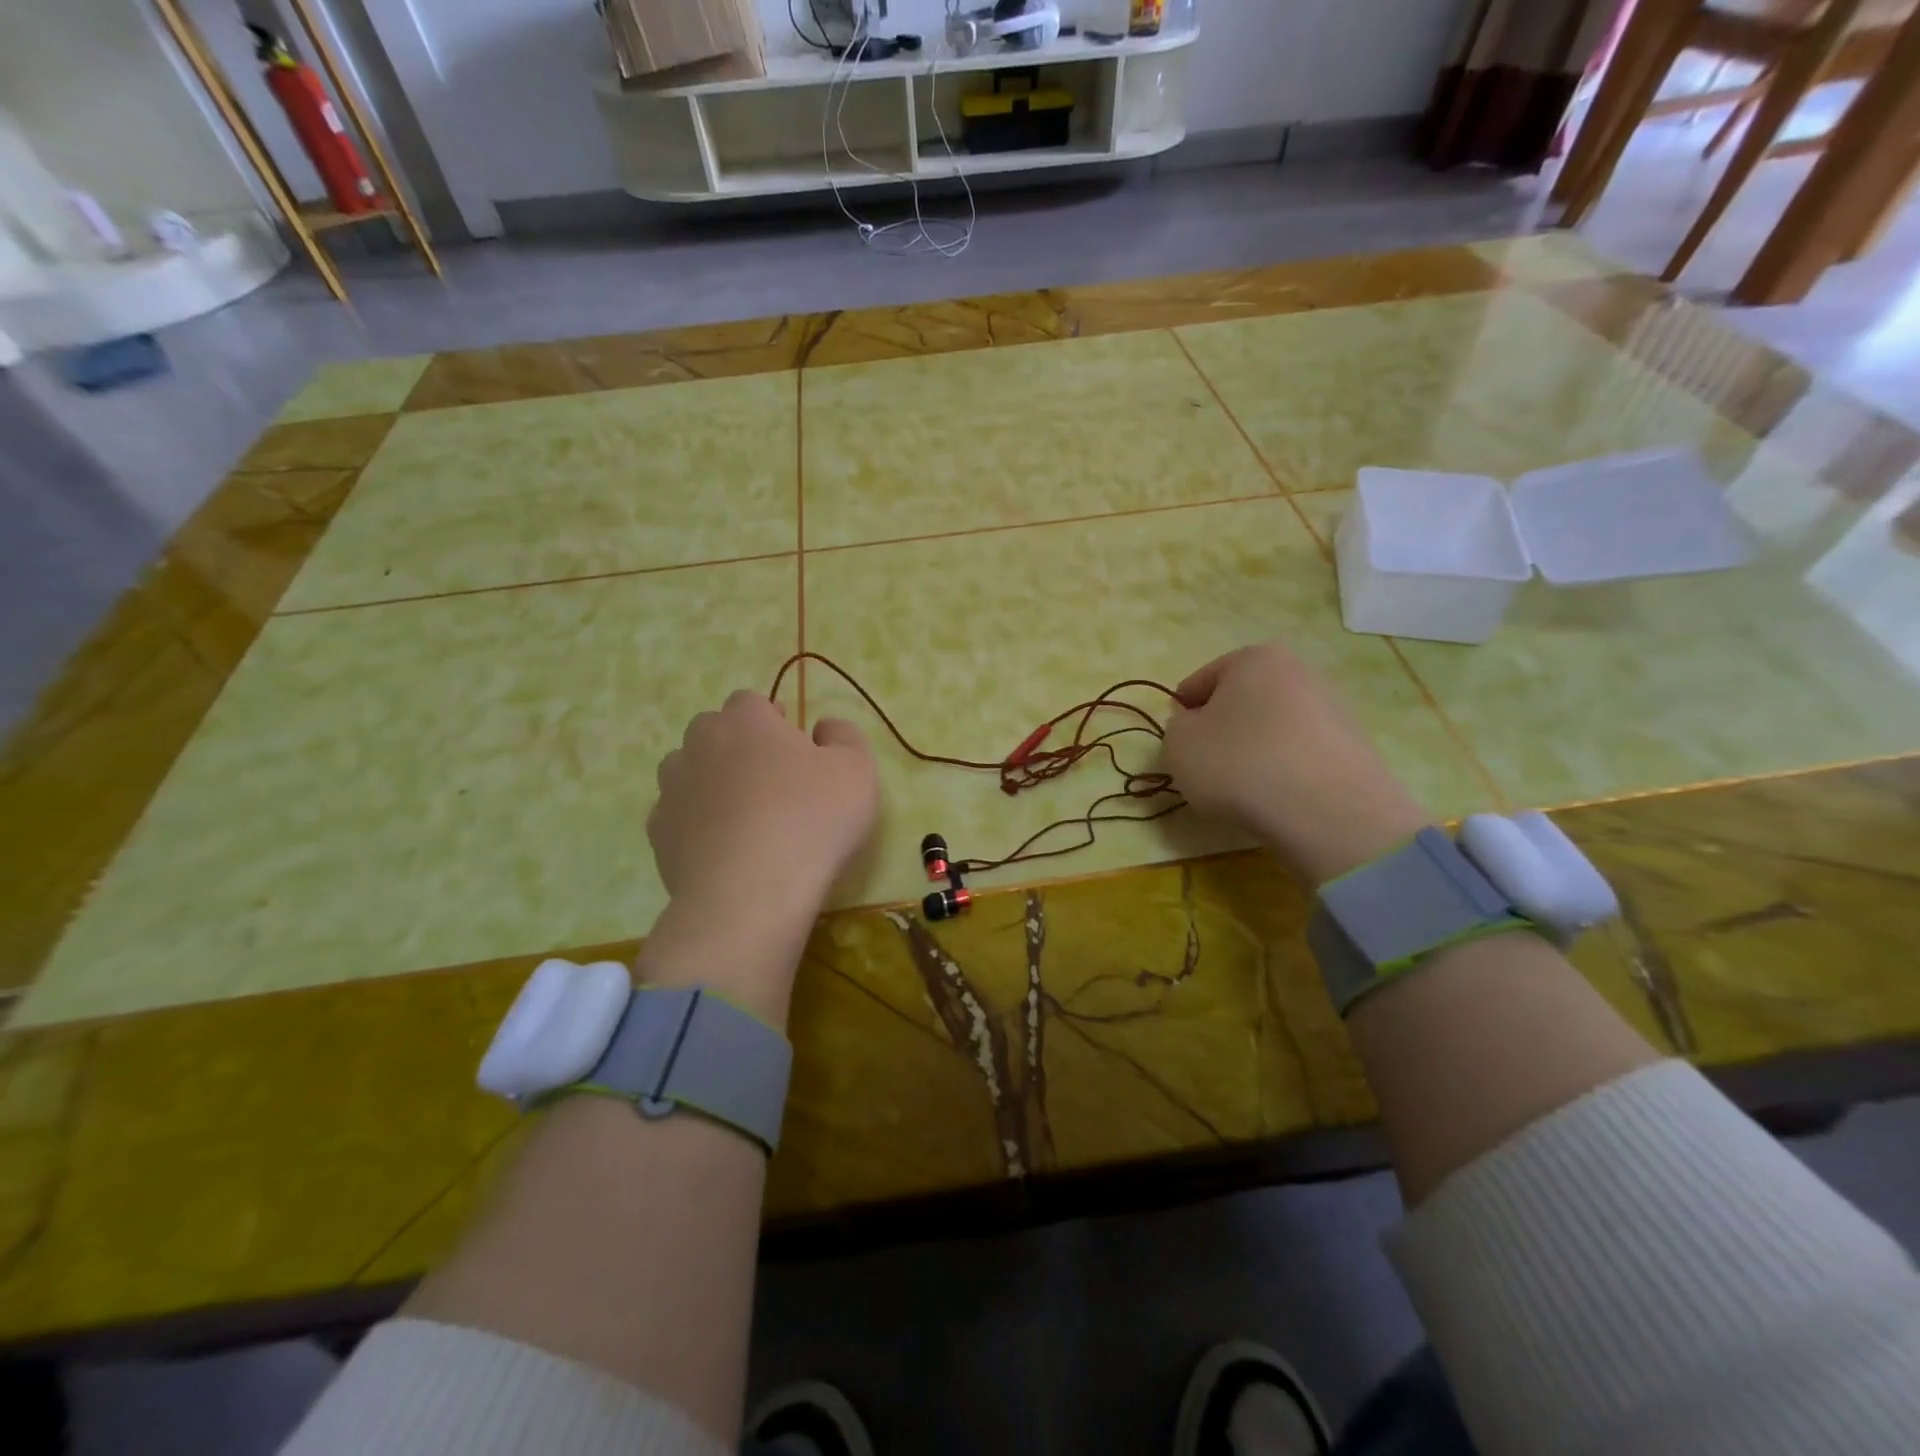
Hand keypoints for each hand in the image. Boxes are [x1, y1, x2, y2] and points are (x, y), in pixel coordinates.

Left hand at [643, 691, 878, 1020]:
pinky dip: (694, 823)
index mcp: (747, 720)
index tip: (795, 748)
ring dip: (709, 780)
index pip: (751, 701)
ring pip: (686, 769)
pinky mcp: (658, 833)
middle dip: (736, 746)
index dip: (773, 720)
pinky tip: (721, 847)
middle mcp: (701, 744)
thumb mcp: (857, 771)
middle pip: (713, 730)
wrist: (751, 893)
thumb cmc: (812, 820)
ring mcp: (672, 789)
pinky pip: (676, 814)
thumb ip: (844, 737)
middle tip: (771, 780)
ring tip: (741, 814)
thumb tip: (823, 727)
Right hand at [1163, 643, 1429, 884]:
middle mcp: (1298, 669)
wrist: (1328, 811)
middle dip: (1223, 730)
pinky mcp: (1355, 743)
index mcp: (1254, 658)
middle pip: (1241, 701)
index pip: (1200, 682)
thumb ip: (1177, 727)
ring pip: (1272, 726)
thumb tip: (1197, 725)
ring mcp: (1333, 706)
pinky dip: (1285, 768)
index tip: (1180, 748)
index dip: (1183, 716)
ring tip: (1245, 788)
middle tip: (1209, 768)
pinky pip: (1301, 752)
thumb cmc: (1240, 764)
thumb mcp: (1178, 744)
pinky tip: (1278, 795)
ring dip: (1254, 749)